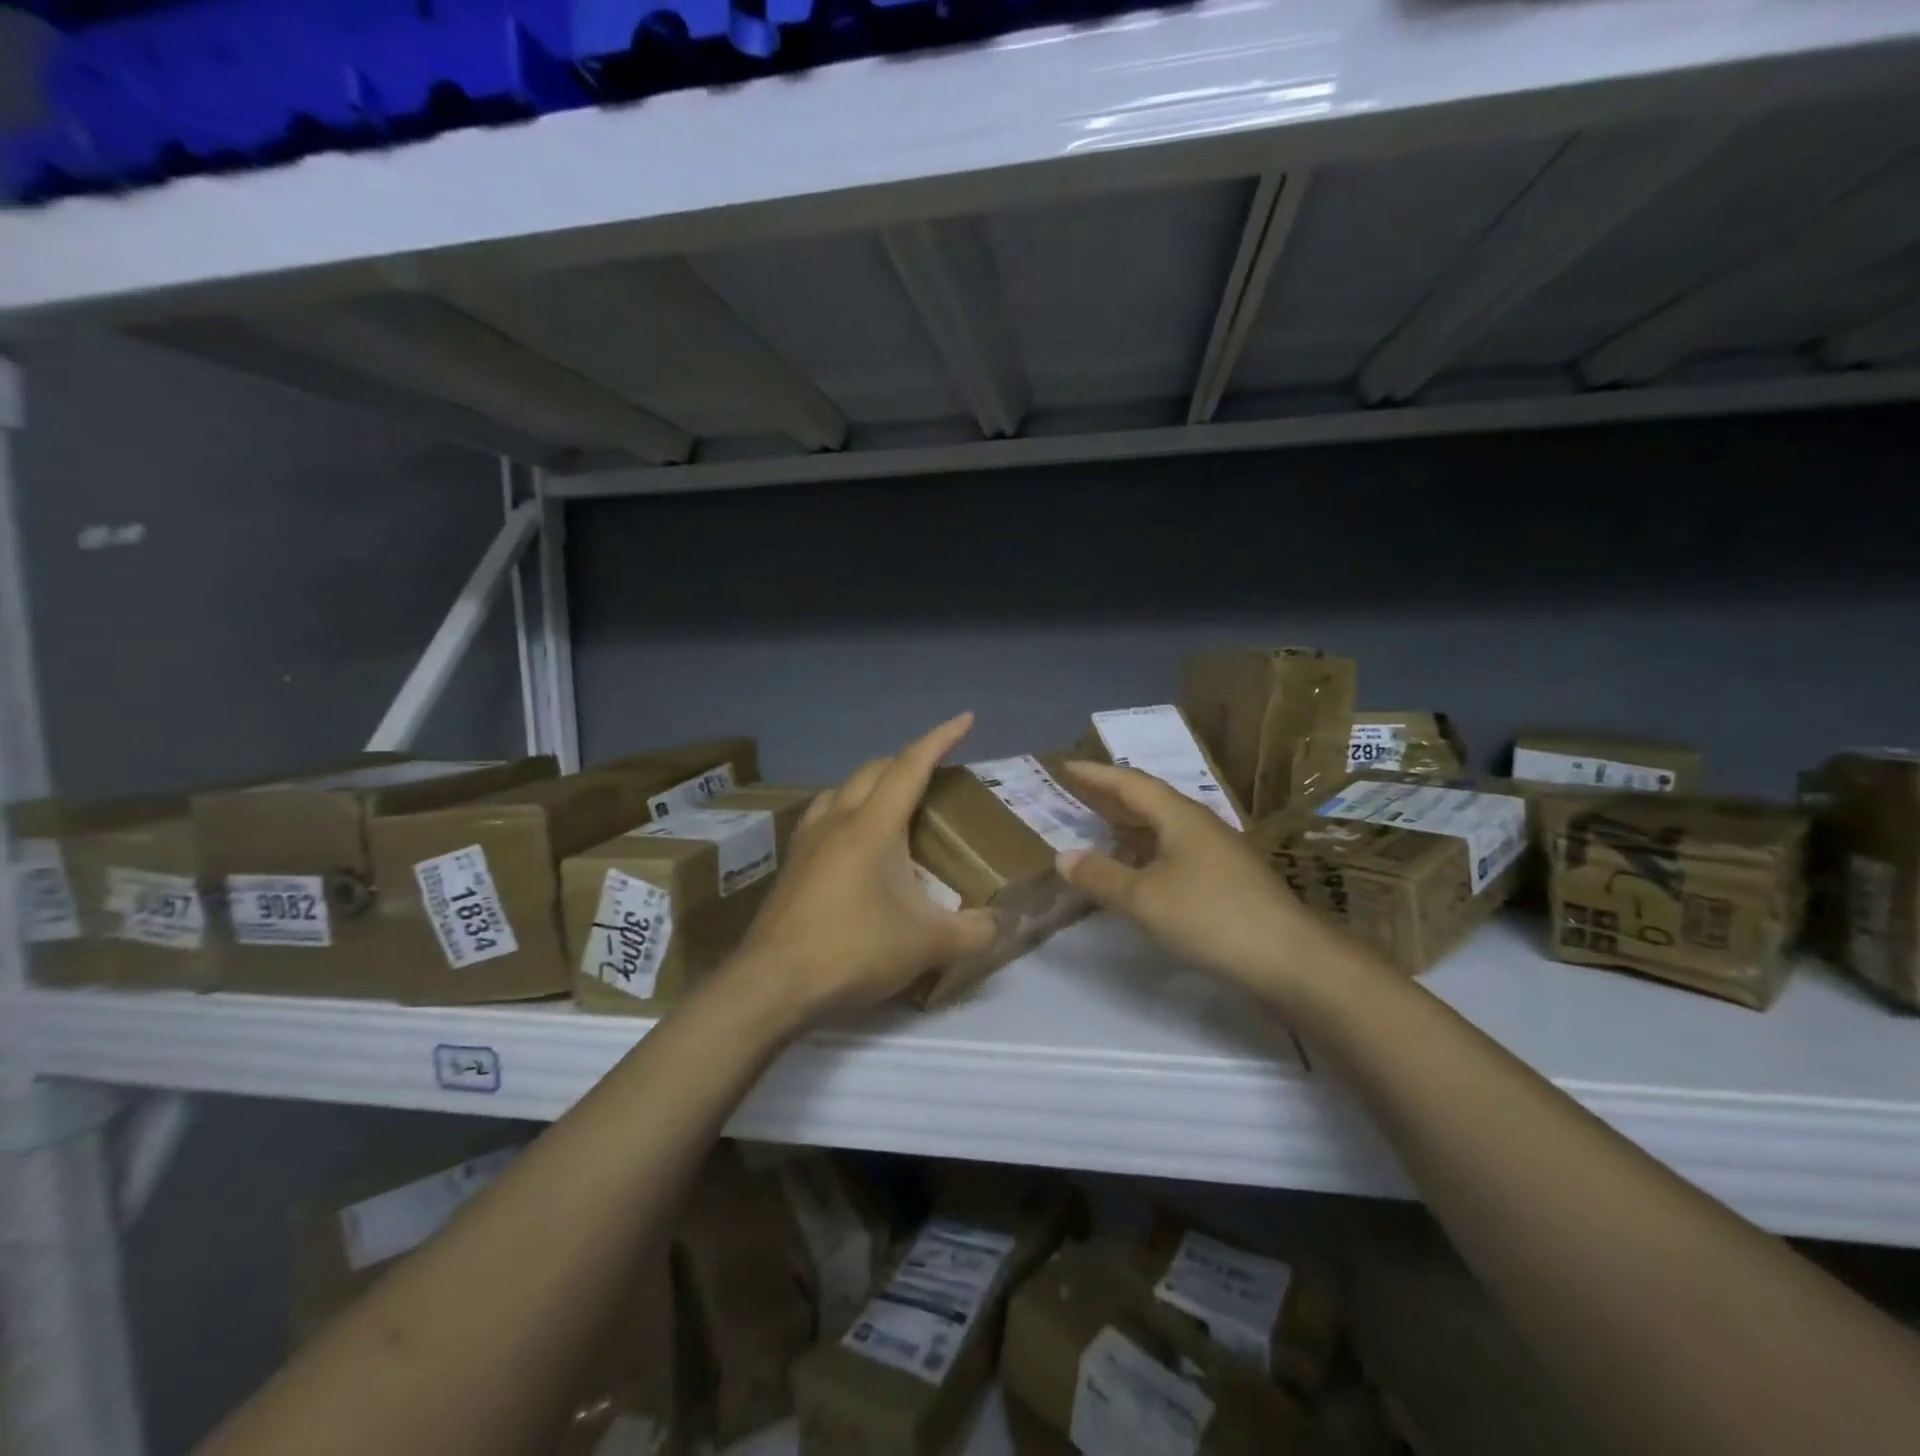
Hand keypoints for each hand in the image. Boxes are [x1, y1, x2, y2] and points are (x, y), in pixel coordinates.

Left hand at [731, 713, 998, 1028]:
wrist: (771, 985)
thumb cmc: (852, 951)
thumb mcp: (927, 945)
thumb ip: (975, 932)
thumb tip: (1001, 923)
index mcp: (873, 826)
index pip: (911, 766)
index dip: (941, 739)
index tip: (965, 719)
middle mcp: (837, 820)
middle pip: (873, 771)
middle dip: (907, 760)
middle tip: (936, 771)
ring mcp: (807, 841)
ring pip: (842, 790)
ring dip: (872, 784)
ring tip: (895, 803)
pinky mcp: (791, 865)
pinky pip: (823, 817)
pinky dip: (847, 811)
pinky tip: (854, 843)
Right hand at [1055, 760, 1336, 1000]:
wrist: (1291, 960)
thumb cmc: (1211, 917)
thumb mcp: (1144, 899)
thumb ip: (1101, 876)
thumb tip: (1064, 856)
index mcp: (1180, 817)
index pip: (1131, 784)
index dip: (1097, 774)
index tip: (1067, 766)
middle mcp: (1201, 825)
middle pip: (1149, 801)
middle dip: (1111, 797)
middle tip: (1077, 795)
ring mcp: (1219, 852)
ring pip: (1165, 828)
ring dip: (1130, 825)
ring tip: (1100, 830)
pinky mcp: (1229, 880)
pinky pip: (1176, 851)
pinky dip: (1148, 851)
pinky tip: (1139, 871)